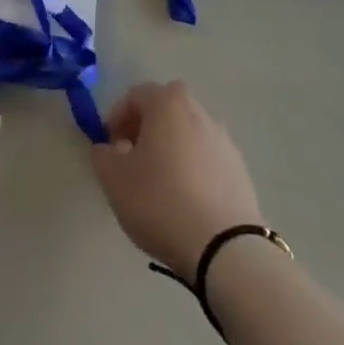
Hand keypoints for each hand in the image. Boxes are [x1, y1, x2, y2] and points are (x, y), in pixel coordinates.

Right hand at [92, 81, 262, 281]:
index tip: (108, 145)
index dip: (116, 117)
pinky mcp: (240, 170)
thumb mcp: (114, 179)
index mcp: (167, 104)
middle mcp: (198, 112)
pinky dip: (194, 168)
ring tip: (160, 182)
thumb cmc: (160, 202)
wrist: (225, 249)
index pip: (135, 95)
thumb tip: (108, 148)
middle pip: (166, 109)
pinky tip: (186, 200)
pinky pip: (207, 158)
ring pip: (188, 133)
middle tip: (133, 156)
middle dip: (146, 127)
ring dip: (172, 147)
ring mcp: (224, 140)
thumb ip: (103, 155)